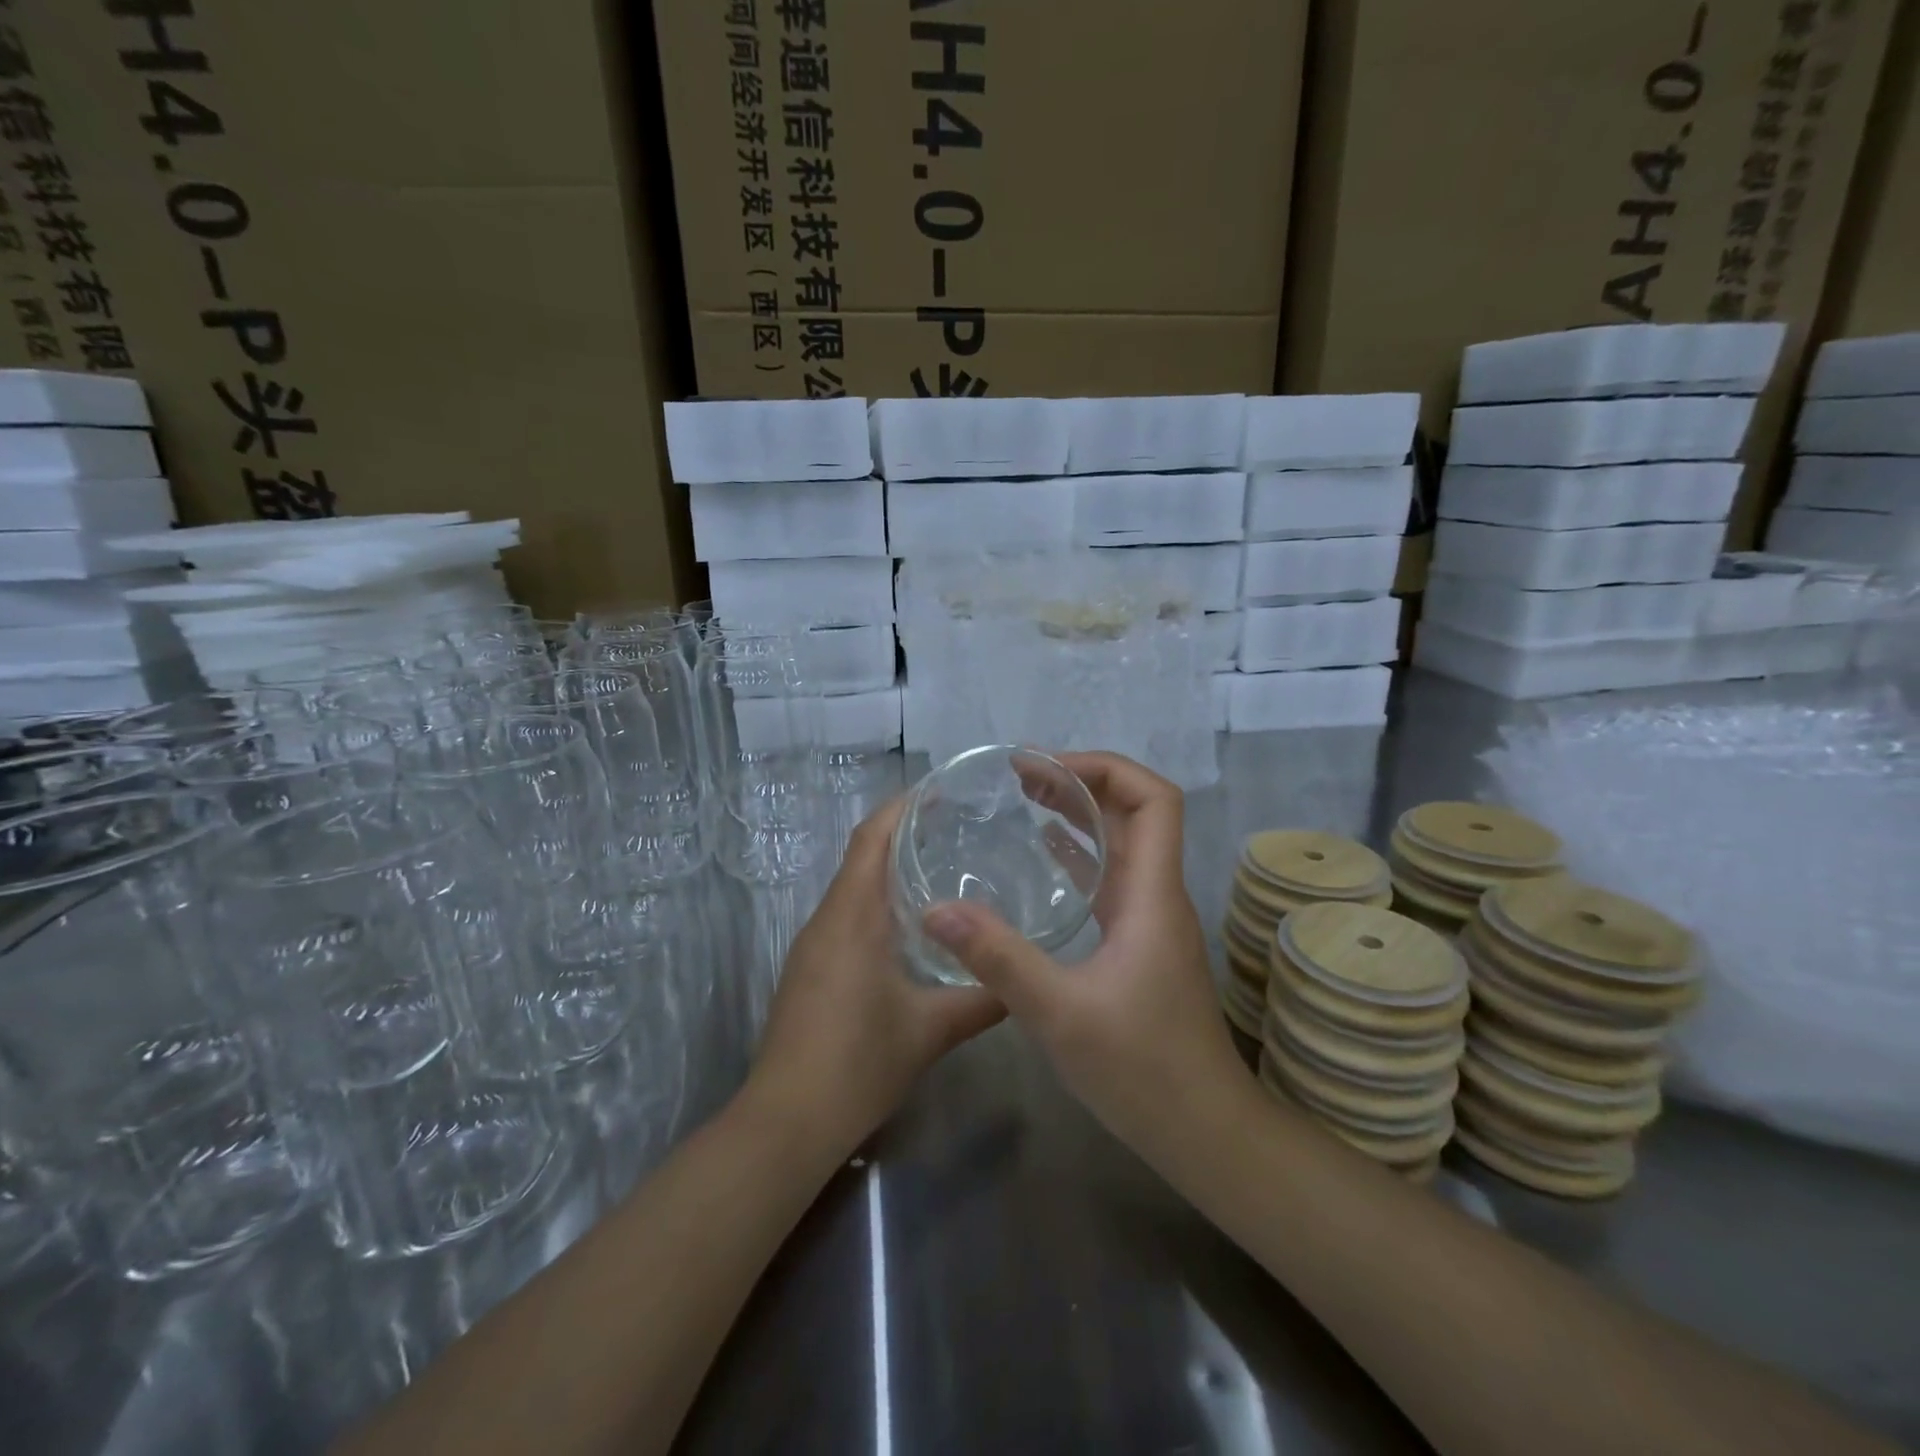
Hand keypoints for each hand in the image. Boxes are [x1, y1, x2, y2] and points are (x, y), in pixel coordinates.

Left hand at [744, 798, 1005, 1157]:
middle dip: (904, 834)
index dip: (902, 807)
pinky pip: (846, 916)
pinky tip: (912, 926)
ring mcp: (813, 946)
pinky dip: (878, 903)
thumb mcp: (931, 1030)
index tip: (941, 791)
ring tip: (943, 866)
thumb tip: (1024, 981)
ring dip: (890, 870)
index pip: (872, 838)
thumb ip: (982, 999)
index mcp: (852, 916)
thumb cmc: (858, 1062)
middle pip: (862, 856)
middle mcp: (827, 919)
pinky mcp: (810, 970)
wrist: (787, 1121)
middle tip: (958, 827)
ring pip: (853, 888)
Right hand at [922, 752, 1247, 1153]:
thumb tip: (936, 910)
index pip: (1154, 799)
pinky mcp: (1141, 944)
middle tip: (1021, 776)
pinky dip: (1081, 855)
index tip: (1046, 769)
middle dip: (1082, 782)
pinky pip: (1113, 879)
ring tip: (1026, 799)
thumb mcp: (1060, 1012)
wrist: (1205, 1132)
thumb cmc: (1142, 1070)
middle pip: (1135, 812)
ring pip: (1124, 844)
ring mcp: (1152, 920)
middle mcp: (1158, 895)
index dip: (1105, 768)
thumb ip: (998, 958)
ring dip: (1082, 814)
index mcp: (1152, 894)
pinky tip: (1046, 857)